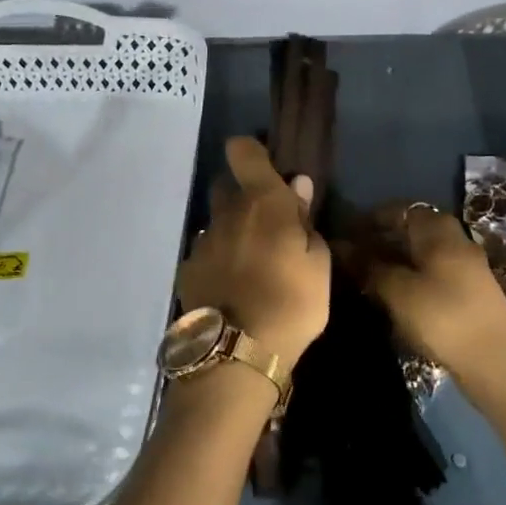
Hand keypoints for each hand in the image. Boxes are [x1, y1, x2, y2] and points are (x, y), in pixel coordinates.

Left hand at [177, 137, 330, 375]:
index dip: (251, 151)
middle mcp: (226, 213)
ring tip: (252, 265)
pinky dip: (218, 262)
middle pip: (227, 186)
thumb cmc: (292, 302)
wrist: (237, 353)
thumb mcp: (318, 264)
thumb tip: (298, 186)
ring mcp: (202, 242)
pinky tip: (231, 289)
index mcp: (262, 202)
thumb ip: (305, 221)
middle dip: (243, 196)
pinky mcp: (187, 271)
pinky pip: (205, 254)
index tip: (267, 169)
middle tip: (267, 225)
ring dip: (231, 232)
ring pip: (216, 223)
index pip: (243, 151)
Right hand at [364, 203, 505, 380]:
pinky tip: (395, 296)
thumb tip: (343, 247)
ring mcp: (466, 268)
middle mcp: (456, 241)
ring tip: (368, 278)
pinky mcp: (470, 294)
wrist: (498, 364)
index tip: (347, 233)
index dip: (372, 218)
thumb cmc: (443, 317)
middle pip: (414, 230)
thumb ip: (370, 267)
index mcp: (439, 231)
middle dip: (383, 239)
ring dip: (397, 260)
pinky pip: (434, 273)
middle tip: (354, 257)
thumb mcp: (398, 292)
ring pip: (424, 253)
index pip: (401, 209)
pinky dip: (411, 277)